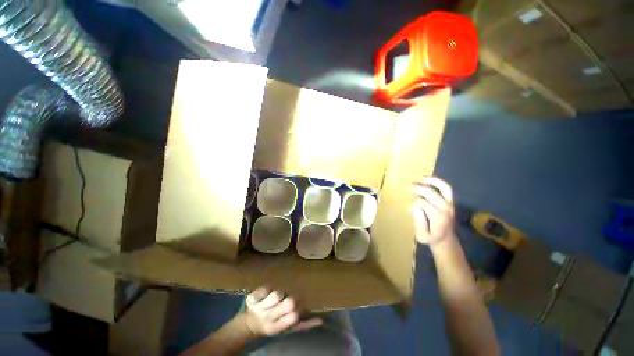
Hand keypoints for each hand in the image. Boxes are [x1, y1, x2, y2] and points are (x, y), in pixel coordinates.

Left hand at [243, 288, 321, 336]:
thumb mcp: (286, 328)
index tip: (296, 307)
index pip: (294, 316)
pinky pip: (264, 288)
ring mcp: (259, 308)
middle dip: (291, 299)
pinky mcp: (252, 299)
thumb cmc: (273, 324)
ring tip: (277, 297)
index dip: (299, 308)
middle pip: (289, 302)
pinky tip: (266, 293)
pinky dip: (267, 288)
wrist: (249, 325)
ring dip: (280, 293)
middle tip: (287, 299)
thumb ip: (303, 324)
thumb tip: (320, 320)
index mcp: (277, 327)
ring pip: (278, 293)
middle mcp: (268, 318)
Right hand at [410, 177, 454, 245]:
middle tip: (407, 187)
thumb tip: (415, 208)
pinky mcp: (451, 201)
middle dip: (417, 188)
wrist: (445, 240)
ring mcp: (450, 204)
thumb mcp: (421, 236)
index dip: (413, 203)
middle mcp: (445, 208)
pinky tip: (427, 179)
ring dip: (430, 181)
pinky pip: (446, 188)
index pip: (422, 203)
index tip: (409, 209)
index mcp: (438, 217)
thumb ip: (418, 223)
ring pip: (442, 187)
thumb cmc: (431, 238)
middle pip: (430, 193)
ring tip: (419, 178)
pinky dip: (437, 181)